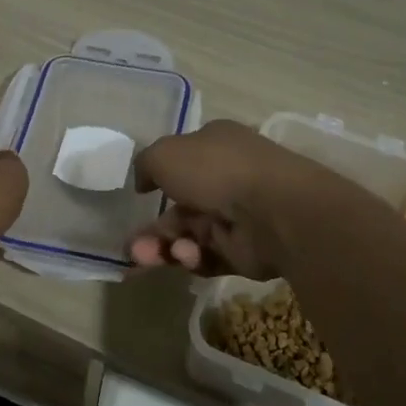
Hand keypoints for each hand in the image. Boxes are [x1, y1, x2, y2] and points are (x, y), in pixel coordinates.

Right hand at [127, 120, 334, 276]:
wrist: (272, 211)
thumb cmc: (216, 170)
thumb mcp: (164, 154)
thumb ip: (146, 165)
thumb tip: (144, 182)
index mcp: (215, 147)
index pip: (182, 161)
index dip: (159, 178)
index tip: (140, 195)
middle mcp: (227, 179)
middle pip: (180, 208)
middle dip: (153, 230)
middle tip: (133, 248)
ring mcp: (236, 217)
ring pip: (188, 236)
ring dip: (162, 247)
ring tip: (145, 257)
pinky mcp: (243, 252)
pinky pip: (207, 257)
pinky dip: (191, 258)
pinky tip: (186, 256)